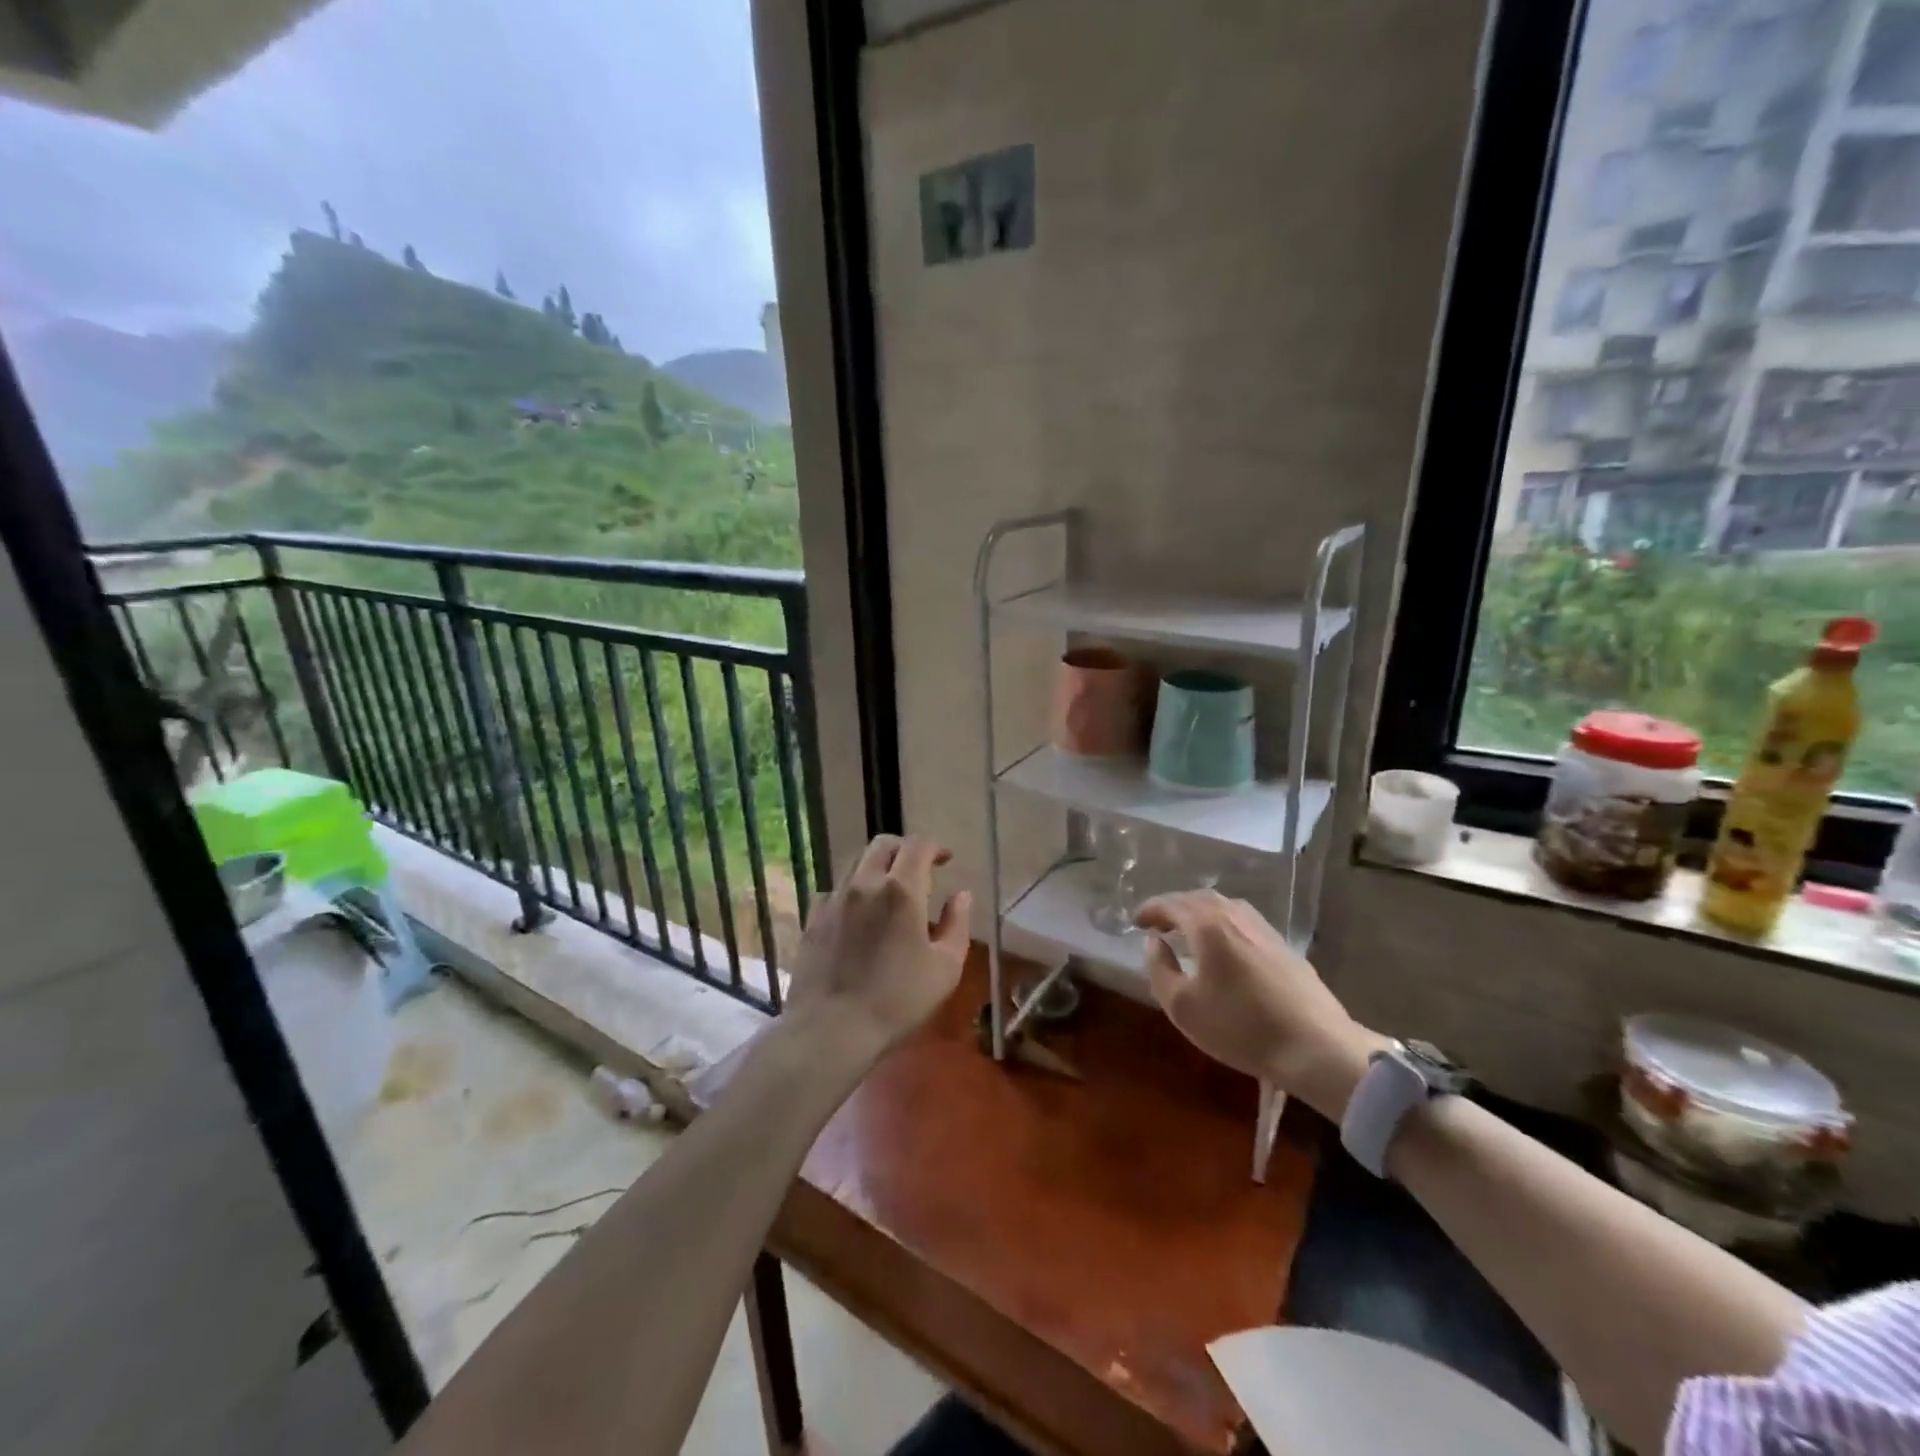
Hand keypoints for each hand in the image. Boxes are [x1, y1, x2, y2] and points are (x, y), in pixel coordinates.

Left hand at [785, 834, 971, 1065]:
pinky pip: (835, 890)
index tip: (946, 859)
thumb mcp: (945, 968)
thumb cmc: (898, 1000)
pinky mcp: (813, 918)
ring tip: (889, 892)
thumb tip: (961, 895)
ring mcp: (834, 899)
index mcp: (901, 890)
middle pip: (882, 845)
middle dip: (904, 849)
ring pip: (856, 864)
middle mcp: (864, 884)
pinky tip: (858, 916)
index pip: (918, 846)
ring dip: (877, 867)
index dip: (935, 847)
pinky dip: (852, 892)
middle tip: (918, 869)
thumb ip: (957, 924)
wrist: (831, 1029)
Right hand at [1135, 890, 1386, 1119]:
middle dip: (1175, 907)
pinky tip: (1224, 947)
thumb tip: (1154, 942)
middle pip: (1199, 898)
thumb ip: (1159, 968)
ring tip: (1189, 932)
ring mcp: (1264, 928)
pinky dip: (1223, 924)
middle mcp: (1235, 916)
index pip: (1171, 904)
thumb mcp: (1183, 1006)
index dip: (1150, 910)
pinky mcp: (1284, 945)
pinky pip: (1243, 921)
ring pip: (1225, 906)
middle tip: (1159, 924)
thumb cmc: (1240, 1027)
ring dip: (1200, 913)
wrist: (1315, 1047)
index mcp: (1207, 925)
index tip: (1136, 922)